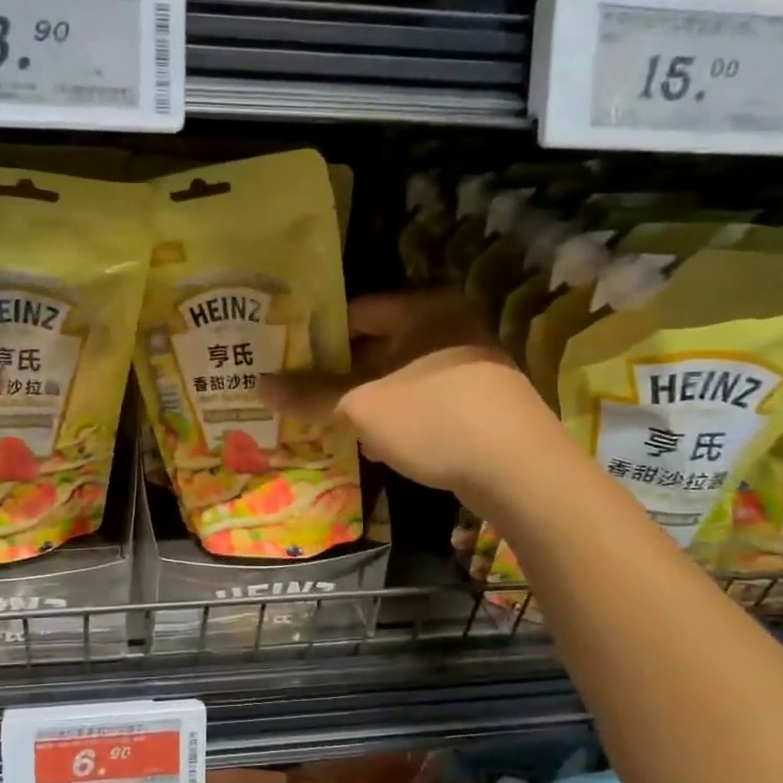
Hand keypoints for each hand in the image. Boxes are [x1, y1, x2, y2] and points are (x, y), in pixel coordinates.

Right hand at [261, 290, 553, 499]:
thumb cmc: (435, 420)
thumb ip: (311, 395)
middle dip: (338, 374)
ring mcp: (470, 365)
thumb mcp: (363, 407)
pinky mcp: (479, 401)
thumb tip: (260, 386)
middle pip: (377, 345)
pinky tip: (372, 444)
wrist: (522, 473)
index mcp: (426, 310)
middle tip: (299, 394)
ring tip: (326, 422)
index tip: (287, 359)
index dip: (318, 335)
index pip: (357, 311)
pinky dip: (395, 416)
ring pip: (399, 376)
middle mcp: (450, 327)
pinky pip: (422, 399)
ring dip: (364, 399)